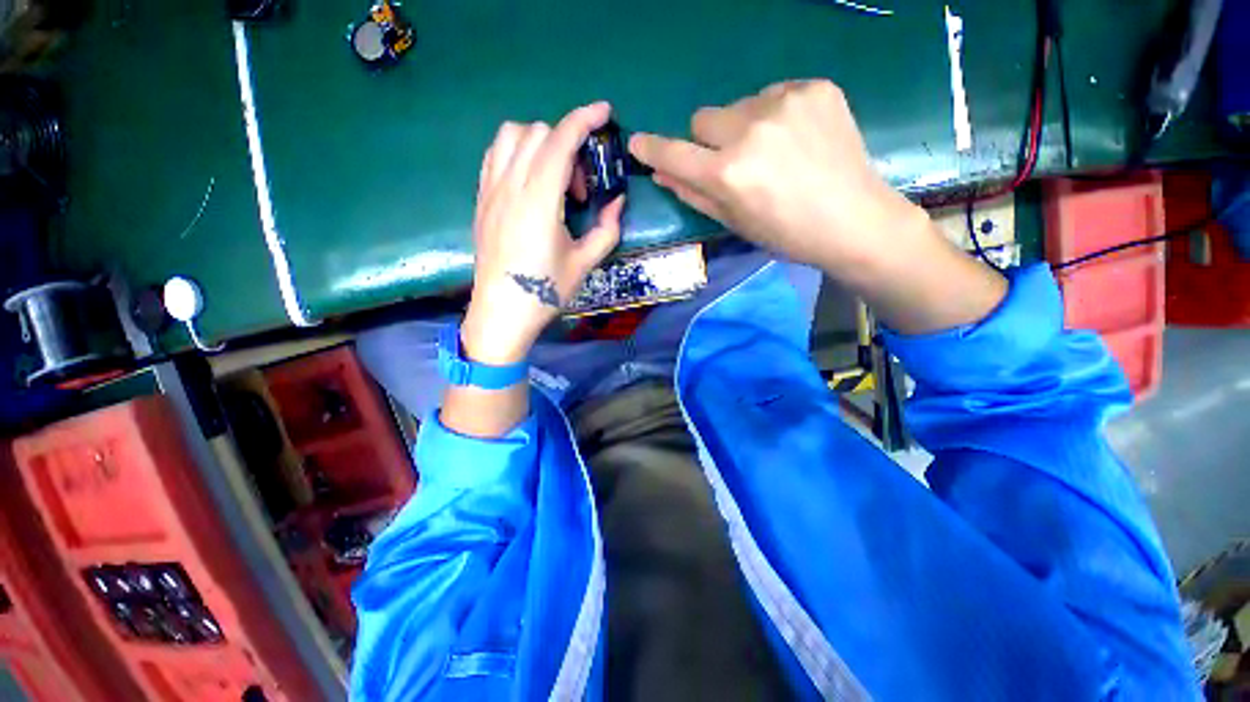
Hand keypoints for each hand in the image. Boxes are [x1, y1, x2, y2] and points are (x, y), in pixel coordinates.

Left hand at [463, 103, 624, 364]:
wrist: (502, 311)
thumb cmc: (545, 290)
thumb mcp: (585, 263)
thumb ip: (607, 229)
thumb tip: (617, 202)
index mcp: (540, 202)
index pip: (560, 142)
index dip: (584, 120)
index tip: (604, 113)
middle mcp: (511, 186)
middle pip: (538, 133)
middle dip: (568, 145)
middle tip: (581, 186)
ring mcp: (491, 190)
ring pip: (511, 136)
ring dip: (539, 142)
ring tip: (554, 177)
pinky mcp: (481, 199)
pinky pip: (494, 155)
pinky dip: (516, 151)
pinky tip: (529, 179)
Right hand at [631, 79, 1005, 333]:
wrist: (854, 220)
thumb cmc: (786, 234)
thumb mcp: (734, 222)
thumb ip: (693, 194)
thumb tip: (661, 172)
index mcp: (728, 173)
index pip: (674, 153)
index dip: (652, 149)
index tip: (638, 144)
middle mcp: (750, 130)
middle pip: (703, 119)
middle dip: (710, 141)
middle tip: (735, 163)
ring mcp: (785, 102)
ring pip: (738, 105)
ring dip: (744, 127)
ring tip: (775, 153)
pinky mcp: (815, 87)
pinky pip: (774, 94)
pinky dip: (775, 115)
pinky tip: (797, 139)